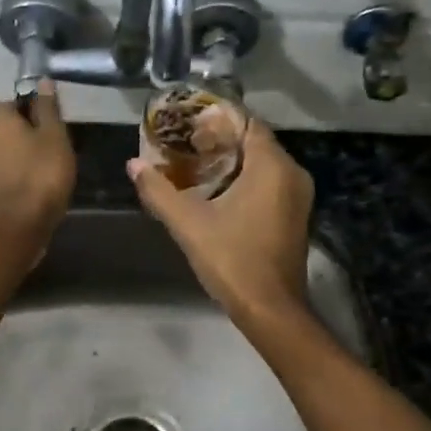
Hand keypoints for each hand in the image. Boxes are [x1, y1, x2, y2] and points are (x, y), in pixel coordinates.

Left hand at [0, 82, 75, 241]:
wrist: (17, 224)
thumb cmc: (41, 173)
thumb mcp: (55, 136)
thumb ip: (47, 108)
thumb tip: (42, 81)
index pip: (6, 104)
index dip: (25, 112)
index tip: (45, 127)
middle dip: (17, 136)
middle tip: (44, 150)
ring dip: (11, 158)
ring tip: (37, 173)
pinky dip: (7, 178)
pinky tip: (26, 190)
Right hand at [129, 118, 312, 325]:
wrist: (271, 310)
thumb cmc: (233, 259)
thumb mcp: (189, 223)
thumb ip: (159, 191)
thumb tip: (133, 164)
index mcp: (273, 167)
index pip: (247, 123)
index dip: (217, 120)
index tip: (187, 125)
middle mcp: (292, 174)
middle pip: (255, 142)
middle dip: (220, 140)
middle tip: (184, 144)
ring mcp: (298, 196)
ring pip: (263, 164)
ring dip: (231, 161)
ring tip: (193, 165)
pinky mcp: (295, 216)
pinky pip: (270, 183)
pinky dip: (245, 180)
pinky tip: (216, 192)